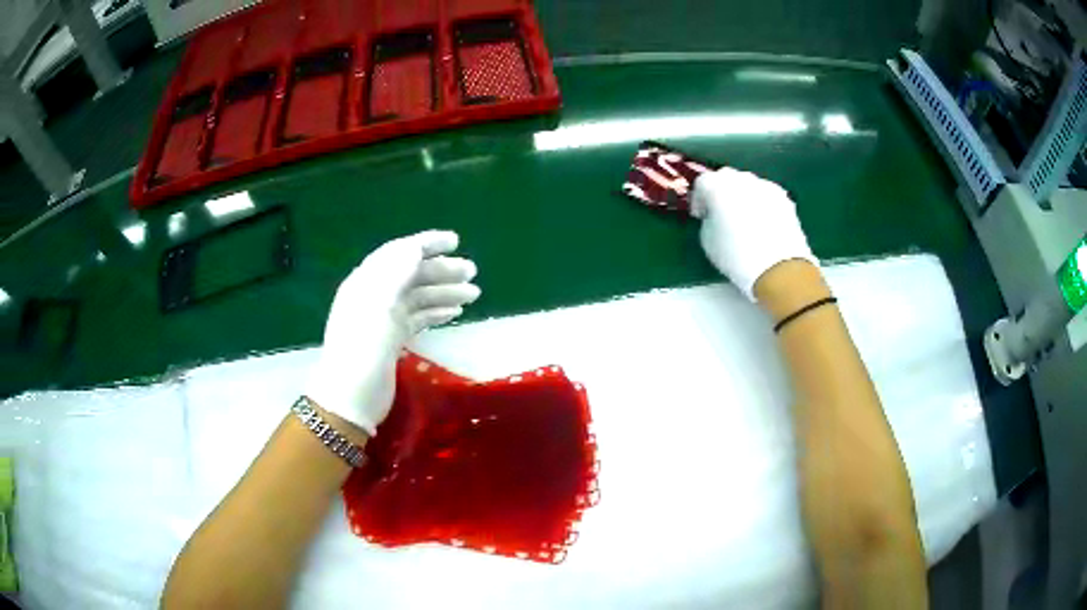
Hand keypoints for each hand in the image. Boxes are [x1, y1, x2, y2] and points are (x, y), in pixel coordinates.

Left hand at [306, 230, 479, 434]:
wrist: (351, 398)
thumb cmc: (363, 349)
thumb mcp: (378, 306)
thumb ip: (395, 274)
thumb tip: (415, 248)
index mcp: (367, 282)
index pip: (399, 253)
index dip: (427, 243)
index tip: (456, 241)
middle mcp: (374, 295)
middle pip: (412, 274)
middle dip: (442, 270)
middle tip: (472, 273)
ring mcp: (383, 319)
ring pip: (418, 297)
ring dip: (444, 292)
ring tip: (473, 294)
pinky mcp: (391, 340)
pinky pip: (417, 318)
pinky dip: (436, 313)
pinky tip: (455, 314)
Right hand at [691, 167, 815, 299]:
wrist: (779, 269)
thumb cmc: (736, 256)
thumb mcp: (707, 240)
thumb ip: (708, 219)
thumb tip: (715, 215)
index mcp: (718, 186)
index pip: (702, 182)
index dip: (699, 199)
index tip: (701, 215)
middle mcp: (742, 179)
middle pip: (726, 177)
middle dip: (721, 192)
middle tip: (721, 213)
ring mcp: (766, 186)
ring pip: (748, 185)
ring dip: (743, 196)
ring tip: (744, 218)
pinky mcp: (784, 198)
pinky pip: (766, 195)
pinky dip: (761, 204)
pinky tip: (763, 223)